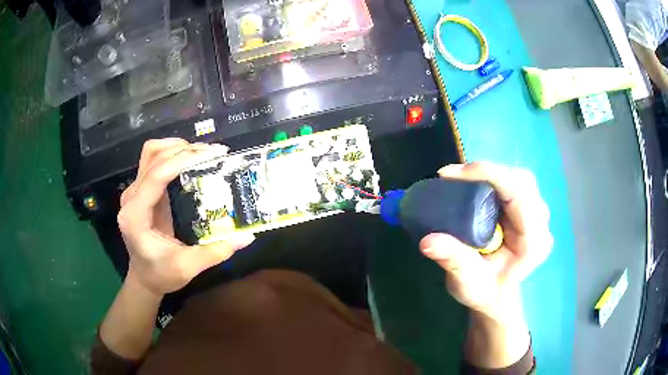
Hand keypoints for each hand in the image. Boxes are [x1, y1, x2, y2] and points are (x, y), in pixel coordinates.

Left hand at [118, 138, 254, 295]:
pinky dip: (172, 155)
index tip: (213, 155)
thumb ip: (215, 252)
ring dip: (176, 147)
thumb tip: (246, 237)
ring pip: (151, 154)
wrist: (144, 279)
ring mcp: (133, 192)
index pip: (156, 175)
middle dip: (184, 150)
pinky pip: (153, 162)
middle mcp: (131, 198)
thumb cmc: (161, 275)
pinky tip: (189, 160)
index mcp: (136, 216)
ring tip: (202, 152)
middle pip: (153, 157)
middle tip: (214, 153)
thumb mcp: (188, 267)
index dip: (183, 160)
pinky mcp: (140, 191)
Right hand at [420, 162, 551, 320]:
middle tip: (452, 177)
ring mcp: (536, 214)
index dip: (488, 175)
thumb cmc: (485, 293)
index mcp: (534, 243)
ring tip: (460, 180)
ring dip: (489, 174)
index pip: (519, 195)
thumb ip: (453, 261)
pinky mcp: (527, 209)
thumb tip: (427, 241)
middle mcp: (541, 224)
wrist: (497, 295)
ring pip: (517, 178)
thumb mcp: (466, 284)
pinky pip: (512, 183)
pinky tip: (473, 186)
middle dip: (487, 172)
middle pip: (521, 181)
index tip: (450, 175)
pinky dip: (491, 180)